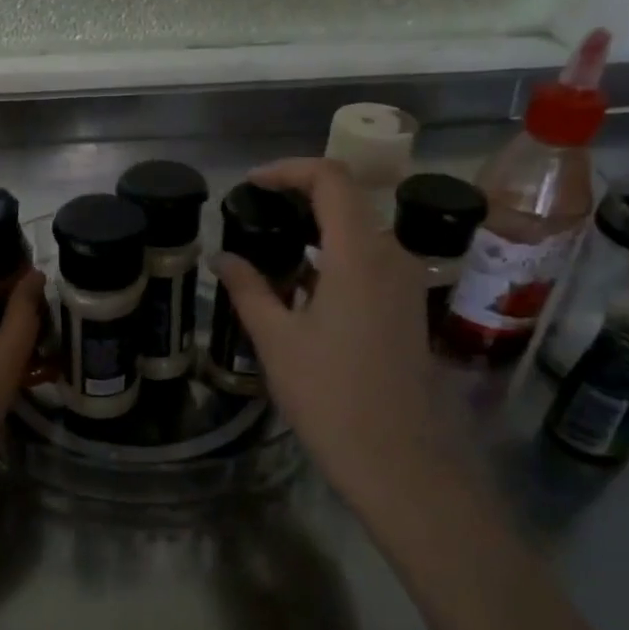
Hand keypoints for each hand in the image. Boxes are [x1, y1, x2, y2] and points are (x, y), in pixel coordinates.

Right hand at [216, 158, 476, 516]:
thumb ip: (248, 289)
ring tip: (269, 252)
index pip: (330, 179)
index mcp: (359, 254)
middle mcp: (391, 256)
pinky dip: (333, 258)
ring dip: (315, 232)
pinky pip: (369, 262)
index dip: (289, 170)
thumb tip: (222, 258)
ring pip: (359, 233)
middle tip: (253, 217)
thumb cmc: (330, 395)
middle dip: (298, 200)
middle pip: (347, 201)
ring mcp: (405, 282)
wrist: (398, 459)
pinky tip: (301, 288)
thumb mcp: (277, 340)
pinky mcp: (407, 307)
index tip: (251, 184)